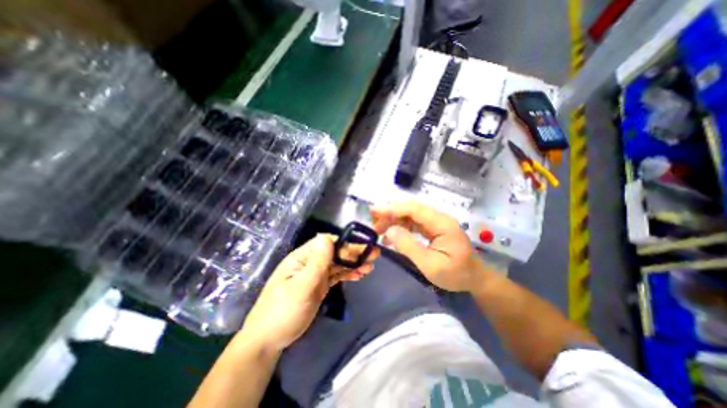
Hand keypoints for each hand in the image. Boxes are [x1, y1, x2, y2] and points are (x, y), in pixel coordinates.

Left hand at [241, 235, 373, 352]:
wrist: (269, 340)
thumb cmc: (283, 311)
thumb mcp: (301, 286)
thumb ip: (316, 262)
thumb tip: (326, 237)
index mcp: (302, 257)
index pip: (327, 243)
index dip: (346, 244)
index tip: (363, 247)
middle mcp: (309, 262)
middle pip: (335, 253)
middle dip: (354, 253)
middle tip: (374, 255)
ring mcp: (314, 274)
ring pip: (337, 264)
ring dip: (354, 264)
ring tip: (370, 266)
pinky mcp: (319, 285)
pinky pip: (336, 275)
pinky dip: (348, 274)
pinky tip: (359, 275)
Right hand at [372, 201, 489, 293]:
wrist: (474, 278)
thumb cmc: (455, 274)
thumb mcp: (430, 265)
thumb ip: (409, 246)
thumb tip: (389, 231)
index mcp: (442, 224)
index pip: (414, 210)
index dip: (393, 209)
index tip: (374, 211)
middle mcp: (439, 218)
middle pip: (411, 209)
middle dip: (390, 213)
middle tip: (373, 223)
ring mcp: (436, 222)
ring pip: (410, 214)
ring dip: (393, 220)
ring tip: (378, 230)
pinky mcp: (433, 228)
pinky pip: (413, 222)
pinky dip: (400, 226)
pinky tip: (390, 236)